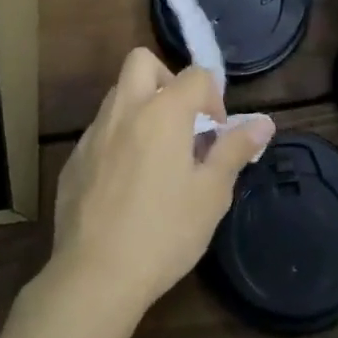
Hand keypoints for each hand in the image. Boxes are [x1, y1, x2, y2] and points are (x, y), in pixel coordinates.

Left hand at [49, 47, 274, 319]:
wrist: (94, 276)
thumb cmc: (164, 233)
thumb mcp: (211, 194)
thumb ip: (235, 150)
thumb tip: (264, 123)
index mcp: (163, 112)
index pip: (195, 74)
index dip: (213, 96)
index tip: (217, 132)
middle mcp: (125, 110)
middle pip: (142, 61)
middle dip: (166, 79)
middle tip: (181, 121)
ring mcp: (94, 133)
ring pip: (118, 95)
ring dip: (141, 107)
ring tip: (157, 154)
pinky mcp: (73, 159)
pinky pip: (100, 131)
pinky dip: (118, 140)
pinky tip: (126, 184)